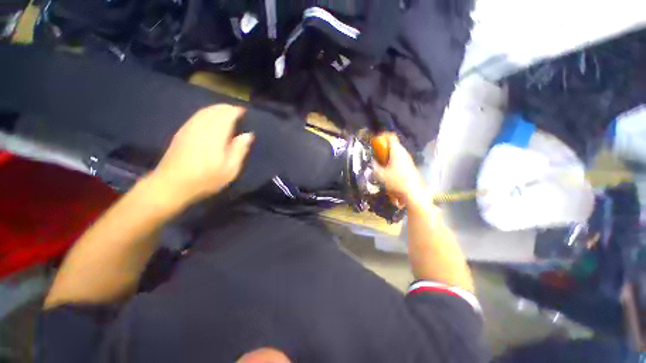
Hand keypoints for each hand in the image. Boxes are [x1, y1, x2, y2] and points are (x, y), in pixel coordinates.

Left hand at [149, 104, 253, 206]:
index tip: (244, 111)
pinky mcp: (181, 133)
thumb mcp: (229, 170)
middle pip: (214, 110)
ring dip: (216, 108)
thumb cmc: (205, 180)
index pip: (226, 116)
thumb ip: (239, 150)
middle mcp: (200, 128)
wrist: (170, 186)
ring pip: (203, 111)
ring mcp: (188, 129)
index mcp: (214, 136)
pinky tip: (209, 118)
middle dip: (226, 108)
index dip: (236, 111)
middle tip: (237, 110)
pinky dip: (206, 113)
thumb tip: (248, 135)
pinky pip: (196, 116)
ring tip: (225, 111)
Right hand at [373, 133, 425, 205]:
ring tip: (380, 166)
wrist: (413, 193)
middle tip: (375, 156)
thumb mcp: (380, 175)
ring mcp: (408, 159)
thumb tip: (373, 162)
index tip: (374, 142)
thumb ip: (374, 166)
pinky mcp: (410, 166)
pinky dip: (392, 163)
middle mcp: (404, 153)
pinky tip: (388, 172)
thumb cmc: (396, 181)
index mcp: (397, 151)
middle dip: (383, 149)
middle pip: (393, 145)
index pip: (390, 137)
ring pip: (396, 153)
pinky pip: (399, 160)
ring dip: (387, 157)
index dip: (382, 137)